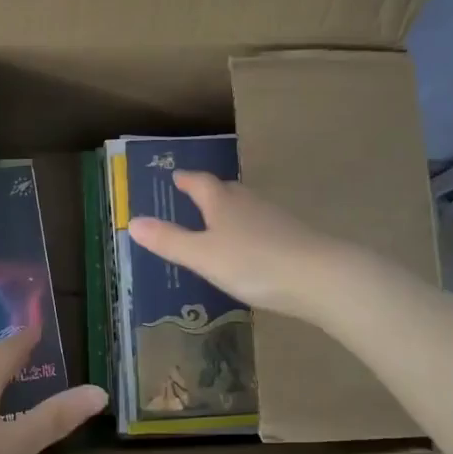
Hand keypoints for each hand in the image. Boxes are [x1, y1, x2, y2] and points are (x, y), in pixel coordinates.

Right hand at [127, 171, 345, 320]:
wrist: (319, 276)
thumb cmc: (253, 263)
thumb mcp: (202, 256)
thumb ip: (169, 240)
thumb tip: (132, 222)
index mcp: (223, 202)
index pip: (200, 183)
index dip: (187, 180)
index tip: (176, 177)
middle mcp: (249, 202)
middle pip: (226, 190)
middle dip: (209, 191)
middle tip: (195, 193)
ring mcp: (275, 218)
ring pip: (247, 206)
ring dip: (232, 209)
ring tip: (220, 219)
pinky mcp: (294, 236)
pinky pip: (264, 225)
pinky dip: (251, 229)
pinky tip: (252, 245)